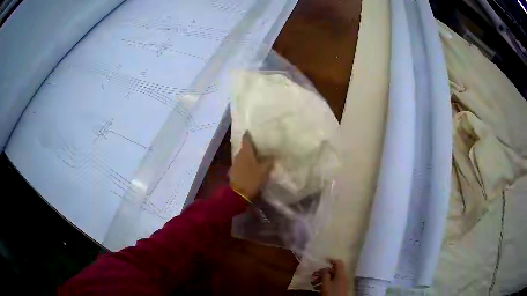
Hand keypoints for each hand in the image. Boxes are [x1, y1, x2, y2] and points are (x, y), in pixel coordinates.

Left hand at [229, 132, 272, 200]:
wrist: (238, 194)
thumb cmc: (251, 179)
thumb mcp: (263, 170)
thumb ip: (269, 161)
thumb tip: (274, 154)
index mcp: (245, 152)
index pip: (246, 139)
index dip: (249, 134)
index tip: (254, 131)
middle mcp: (238, 154)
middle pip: (245, 147)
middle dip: (252, 145)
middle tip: (261, 145)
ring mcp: (235, 163)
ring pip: (243, 155)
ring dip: (249, 155)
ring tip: (258, 155)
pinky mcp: (234, 171)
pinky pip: (241, 162)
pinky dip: (247, 162)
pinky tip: (252, 165)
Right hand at [312, 259, 348, 295]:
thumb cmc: (332, 293)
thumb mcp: (326, 284)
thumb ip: (324, 274)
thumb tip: (323, 268)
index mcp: (341, 274)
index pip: (338, 263)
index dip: (331, 260)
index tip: (323, 260)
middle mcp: (343, 277)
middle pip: (333, 271)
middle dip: (322, 273)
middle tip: (313, 276)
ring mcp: (342, 283)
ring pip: (332, 277)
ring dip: (322, 279)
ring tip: (313, 284)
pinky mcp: (340, 288)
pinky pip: (333, 283)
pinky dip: (325, 284)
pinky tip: (317, 288)